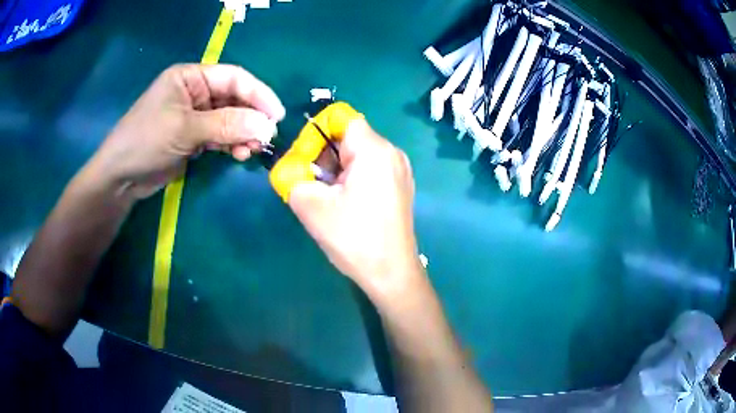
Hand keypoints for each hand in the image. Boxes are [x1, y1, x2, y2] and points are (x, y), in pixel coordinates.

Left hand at [87, 64, 284, 199]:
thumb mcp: (186, 129)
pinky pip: (220, 136)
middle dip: (251, 118)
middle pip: (233, 99)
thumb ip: (227, 125)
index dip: (258, 94)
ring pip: (229, 119)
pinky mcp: (193, 137)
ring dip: (243, 134)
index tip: (277, 115)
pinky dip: (231, 144)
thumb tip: (267, 126)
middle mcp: (195, 92)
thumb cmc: (146, 141)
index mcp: (190, 77)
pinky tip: (238, 155)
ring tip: (252, 151)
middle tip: (266, 138)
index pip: (233, 78)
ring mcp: (194, 115)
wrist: (121, 177)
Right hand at [288, 119, 423, 301]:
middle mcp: (392, 152)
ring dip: (335, 168)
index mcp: (374, 149)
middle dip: (323, 154)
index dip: (315, 132)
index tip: (304, 159)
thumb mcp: (310, 205)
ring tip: (326, 197)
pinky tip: (344, 203)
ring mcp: (400, 169)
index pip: (340, 117)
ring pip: (358, 153)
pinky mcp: (401, 185)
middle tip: (310, 183)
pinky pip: (370, 168)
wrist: (391, 273)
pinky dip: (351, 177)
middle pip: (349, 135)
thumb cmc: (353, 238)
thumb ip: (291, 175)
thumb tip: (291, 166)